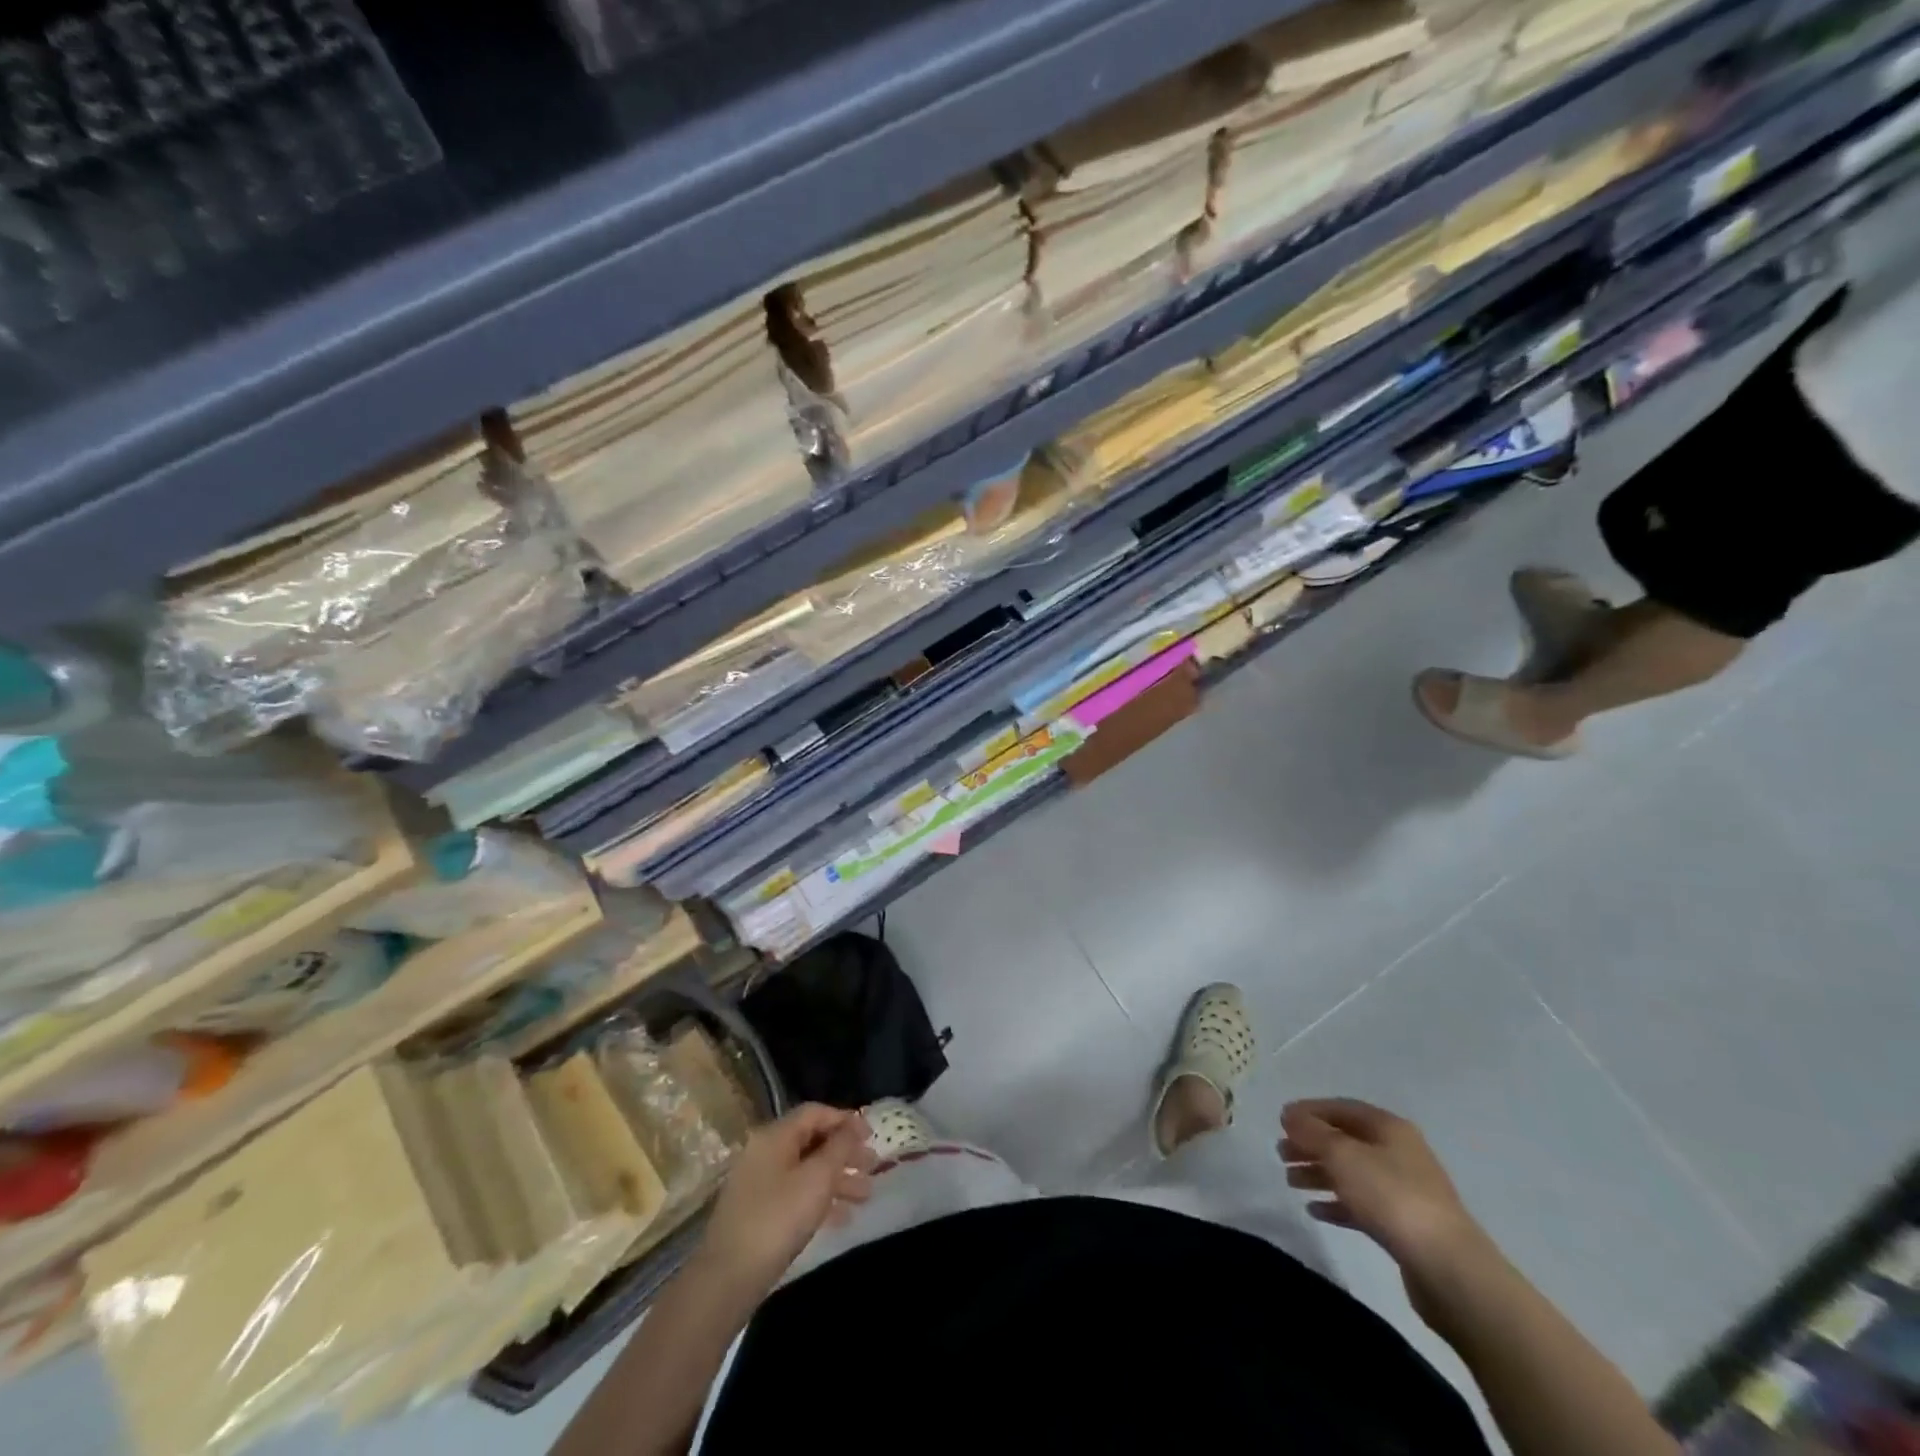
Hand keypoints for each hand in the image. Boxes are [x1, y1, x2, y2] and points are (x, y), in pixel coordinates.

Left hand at [699, 1104, 875, 1294]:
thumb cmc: (778, 1218)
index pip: (815, 1113)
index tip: (872, 1135)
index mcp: (775, 1136)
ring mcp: (759, 1183)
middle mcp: (765, 1152)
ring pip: (806, 1170)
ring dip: (838, 1179)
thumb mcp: (817, 1178)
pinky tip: (843, 1217)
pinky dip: (820, 1200)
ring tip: (866, 1195)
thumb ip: (839, 1147)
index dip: (845, 1120)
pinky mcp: (758, 1212)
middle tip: (873, 1166)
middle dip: (845, 1153)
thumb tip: (853, 1126)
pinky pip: (796, 1194)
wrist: (728, 1278)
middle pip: (812, 1142)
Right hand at [1280, 1098, 1482, 1273]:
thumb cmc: (1391, 1197)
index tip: (1280, 1121)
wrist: (1448, 1268)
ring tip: (1290, 1181)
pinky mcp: (1403, 1226)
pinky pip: (1361, 1205)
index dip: (1309, 1111)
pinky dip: (1336, 1203)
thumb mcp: (1342, 1155)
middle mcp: (1398, 1153)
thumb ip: (1311, 1132)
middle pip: (1345, 1141)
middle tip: (1280, 1154)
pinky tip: (1314, 1210)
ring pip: (1351, 1173)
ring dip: (1319, 1174)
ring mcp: (1403, 1191)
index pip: (1341, 1108)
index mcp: (1389, 1128)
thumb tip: (1289, 1115)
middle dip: (1311, 1145)